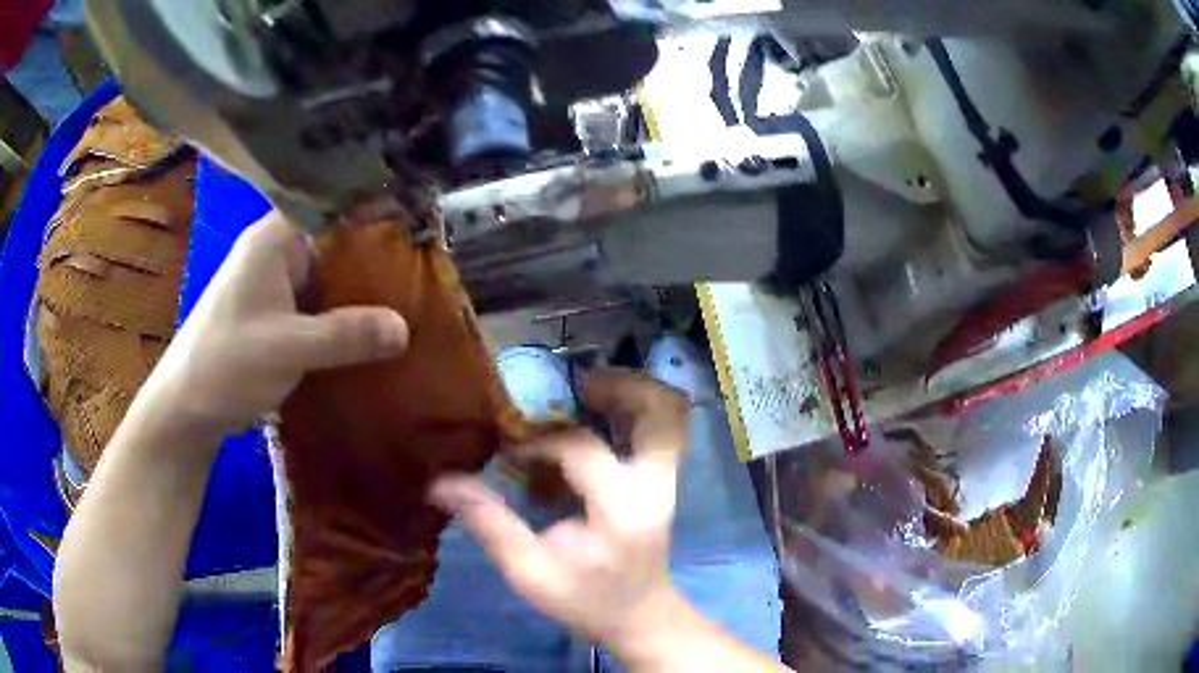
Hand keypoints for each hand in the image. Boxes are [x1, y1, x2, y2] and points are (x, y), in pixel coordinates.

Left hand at [143, 210, 408, 436]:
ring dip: (359, 293)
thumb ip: (345, 335)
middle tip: (424, 272)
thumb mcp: (287, 348)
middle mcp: (275, 252)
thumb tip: (405, 328)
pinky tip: (372, 332)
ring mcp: (274, 285)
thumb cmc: (226, 363)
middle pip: (334, 243)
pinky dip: (342, 317)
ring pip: (328, 277)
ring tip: (410, 300)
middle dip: (374, 259)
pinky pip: (318, 306)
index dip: (373, 213)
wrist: (186, 409)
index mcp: (273, 239)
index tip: (416, 229)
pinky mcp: (275, 315)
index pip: (331, 207)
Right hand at [431, 371, 690, 658]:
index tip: (510, 450)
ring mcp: (667, 480)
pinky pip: (662, 429)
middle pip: (660, 409)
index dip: (538, 440)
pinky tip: (597, 419)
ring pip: (669, 413)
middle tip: (573, 385)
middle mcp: (654, 484)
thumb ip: (489, 524)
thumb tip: (441, 484)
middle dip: (619, 385)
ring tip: (585, 393)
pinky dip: (634, 412)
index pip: (581, 447)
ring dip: (631, 392)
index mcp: (621, 506)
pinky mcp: (665, 481)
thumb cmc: (587, 600)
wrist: (641, 617)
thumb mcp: (530, 572)